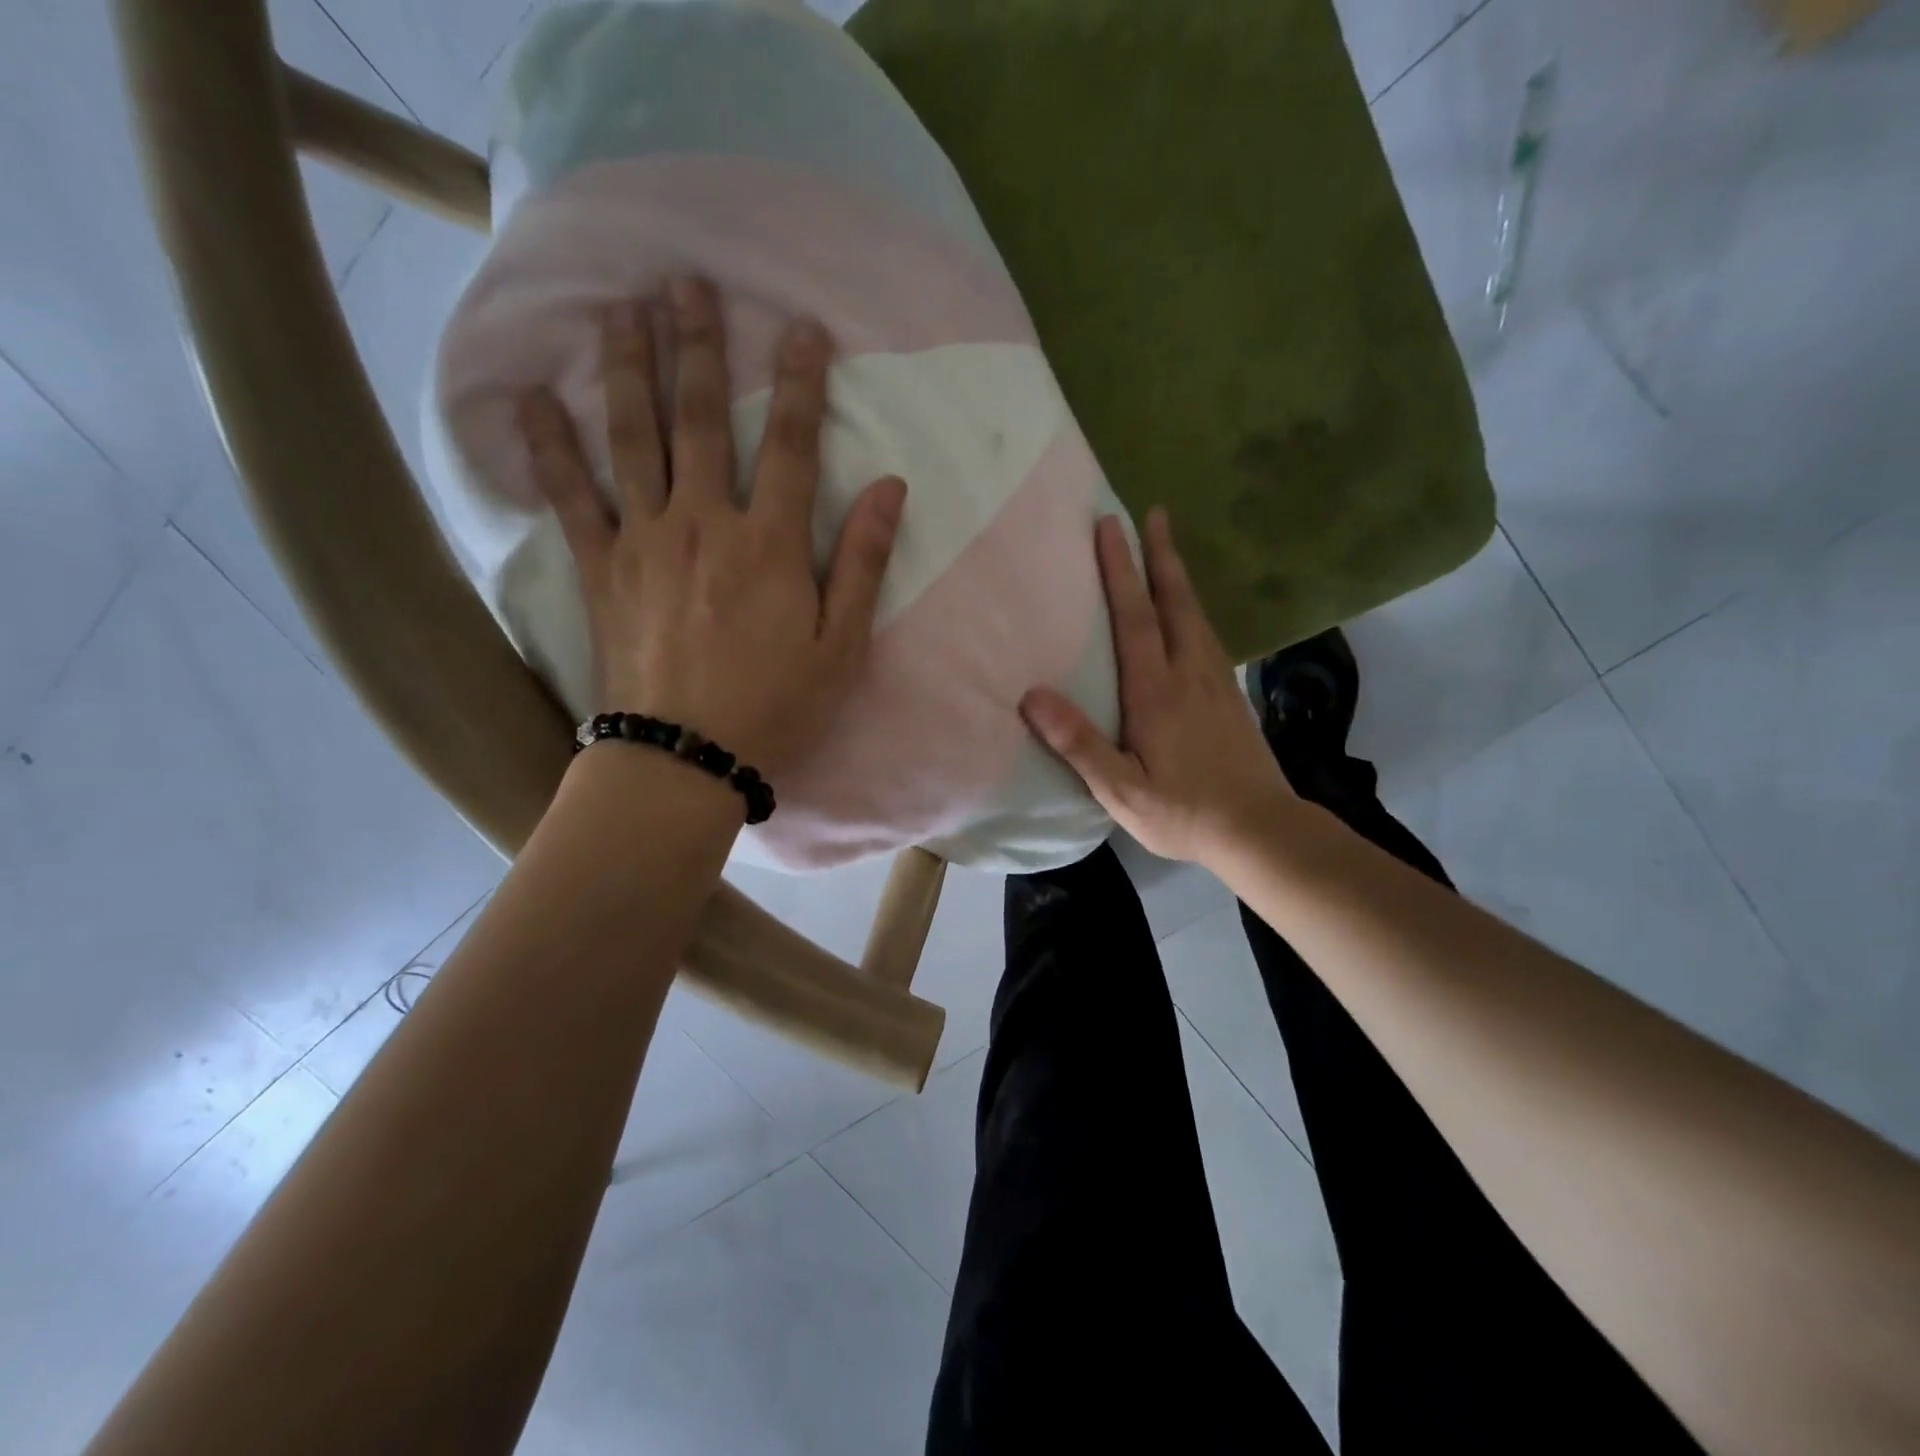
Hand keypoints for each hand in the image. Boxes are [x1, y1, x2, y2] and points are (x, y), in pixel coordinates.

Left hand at [519, 277, 905, 780]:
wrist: (686, 758)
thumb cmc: (776, 707)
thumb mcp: (843, 647)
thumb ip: (865, 564)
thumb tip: (890, 488)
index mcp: (771, 544)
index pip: (793, 445)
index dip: (801, 382)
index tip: (800, 326)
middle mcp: (705, 523)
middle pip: (702, 420)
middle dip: (697, 347)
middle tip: (685, 281)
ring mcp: (645, 541)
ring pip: (634, 439)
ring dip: (627, 369)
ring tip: (618, 310)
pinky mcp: (602, 569)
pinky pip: (570, 496)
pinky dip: (548, 446)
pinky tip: (531, 398)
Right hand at [1020, 509, 1294, 865]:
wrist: (1260, 830)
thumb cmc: (1183, 812)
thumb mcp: (1121, 790)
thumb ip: (1078, 743)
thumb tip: (1032, 695)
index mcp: (1156, 692)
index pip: (1135, 618)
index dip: (1121, 570)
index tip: (1110, 525)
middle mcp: (1189, 674)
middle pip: (1174, 602)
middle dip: (1160, 555)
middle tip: (1153, 512)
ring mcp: (1216, 682)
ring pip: (1196, 615)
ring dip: (1179, 576)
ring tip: (1168, 548)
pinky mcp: (1231, 695)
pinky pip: (1208, 636)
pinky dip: (1194, 609)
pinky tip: (1190, 614)